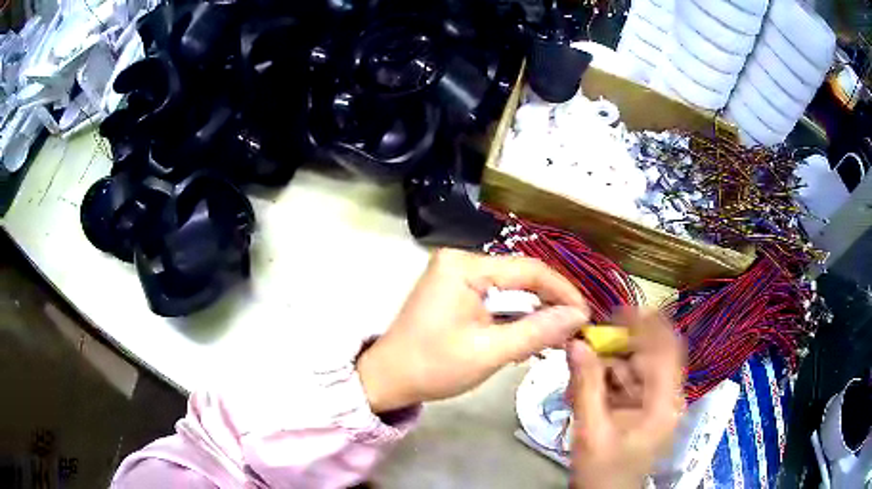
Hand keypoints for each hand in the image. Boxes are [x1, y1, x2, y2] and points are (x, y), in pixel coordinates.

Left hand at [357, 248, 589, 412]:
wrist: (388, 379)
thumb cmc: (433, 366)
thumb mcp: (490, 352)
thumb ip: (537, 331)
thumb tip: (579, 316)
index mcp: (464, 266)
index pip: (528, 269)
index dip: (563, 291)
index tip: (585, 315)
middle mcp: (460, 260)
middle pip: (520, 276)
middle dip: (549, 302)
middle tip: (574, 329)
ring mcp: (455, 274)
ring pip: (510, 288)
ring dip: (534, 311)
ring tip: (558, 335)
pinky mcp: (455, 291)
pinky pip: (495, 297)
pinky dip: (514, 316)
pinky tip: (530, 334)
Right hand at [567, 309, 684, 488]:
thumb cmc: (604, 472)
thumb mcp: (592, 430)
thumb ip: (586, 385)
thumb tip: (576, 343)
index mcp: (665, 402)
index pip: (666, 348)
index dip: (647, 324)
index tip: (617, 309)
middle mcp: (666, 397)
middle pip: (648, 356)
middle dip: (617, 348)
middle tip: (586, 344)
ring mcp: (654, 404)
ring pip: (634, 369)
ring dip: (607, 366)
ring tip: (578, 373)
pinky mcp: (642, 410)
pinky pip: (626, 384)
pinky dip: (606, 381)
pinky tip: (584, 389)